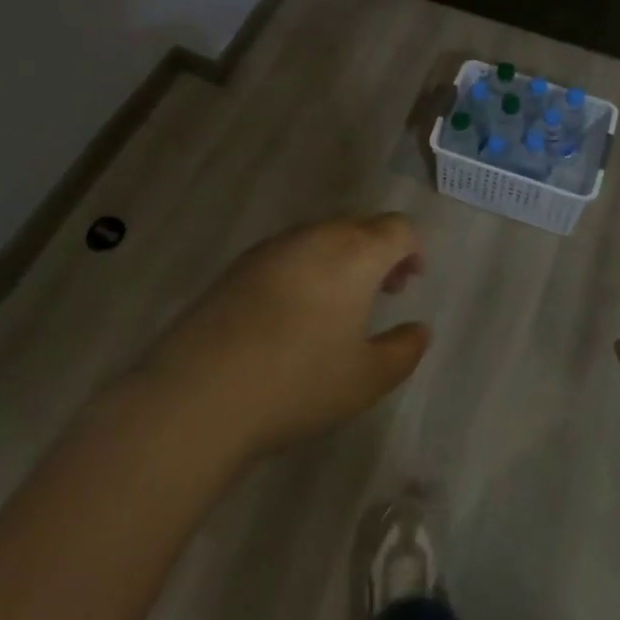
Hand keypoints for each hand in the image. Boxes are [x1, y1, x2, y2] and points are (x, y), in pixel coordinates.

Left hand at [133, 214, 430, 461]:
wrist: (200, 392)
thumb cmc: (299, 383)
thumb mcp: (366, 379)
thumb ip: (404, 350)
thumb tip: (420, 330)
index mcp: (356, 253)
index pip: (397, 228)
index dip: (411, 249)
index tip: (410, 282)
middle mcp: (318, 236)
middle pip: (360, 227)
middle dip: (378, 252)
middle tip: (380, 292)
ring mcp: (274, 246)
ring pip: (322, 237)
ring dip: (340, 258)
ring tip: (336, 305)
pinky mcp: (240, 265)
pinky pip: (288, 252)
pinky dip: (304, 268)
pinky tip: (291, 313)